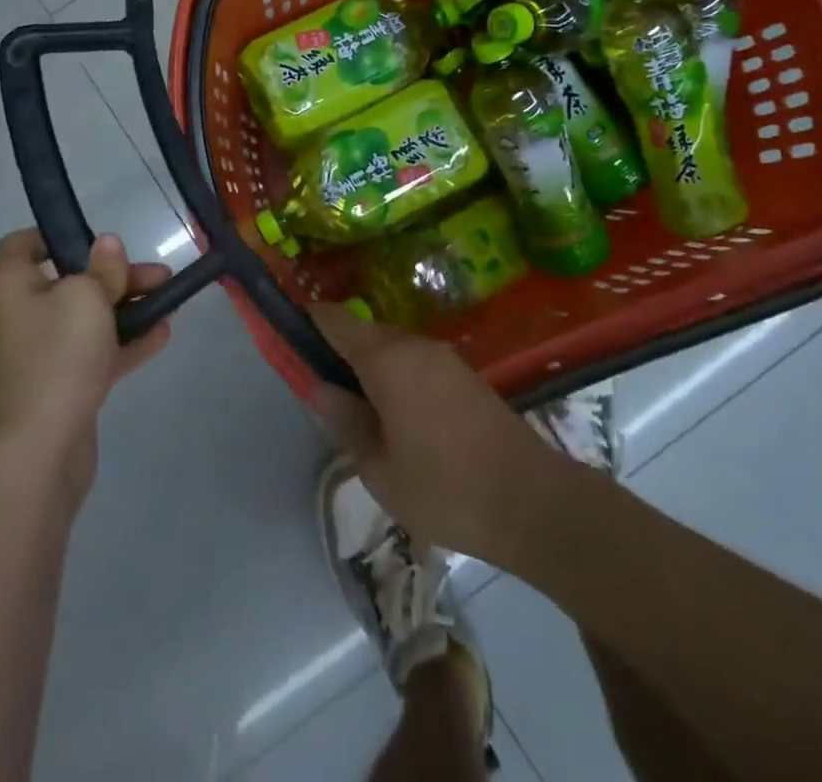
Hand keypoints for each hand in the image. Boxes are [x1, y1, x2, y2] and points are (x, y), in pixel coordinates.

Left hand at [0, 229, 171, 502]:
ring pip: (87, 319)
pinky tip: (162, 335)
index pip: (20, 246)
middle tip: (157, 274)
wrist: (38, 452)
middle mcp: (20, 316)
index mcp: (11, 286)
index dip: (54, 236)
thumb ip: (103, 268)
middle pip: (68, 282)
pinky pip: (94, 354)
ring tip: (169, 301)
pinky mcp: (60, 387)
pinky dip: (125, 343)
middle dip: (115, 276)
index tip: (93, 240)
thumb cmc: (57, 356)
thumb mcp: (87, 297)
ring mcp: (40, 355)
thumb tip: (107, 244)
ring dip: (127, 308)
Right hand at [311, 304, 561, 569]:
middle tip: (324, 391)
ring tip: (359, 409)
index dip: (308, 321)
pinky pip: (415, 361)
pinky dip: (396, 376)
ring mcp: (443, 357)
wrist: (533, 502)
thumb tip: (321, 389)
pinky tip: (397, 415)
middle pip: (363, 332)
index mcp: (386, 358)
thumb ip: (345, 422)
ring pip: (391, 347)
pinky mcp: (463, 374)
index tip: (289, 336)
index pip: (335, 320)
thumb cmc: (446, 488)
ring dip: (370, 366)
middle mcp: (414, 345)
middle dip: (339, 351)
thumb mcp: (379, 469)